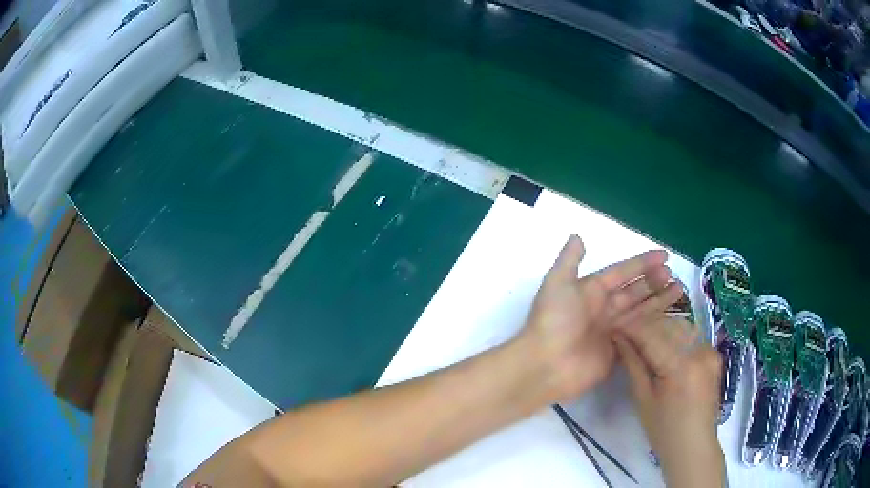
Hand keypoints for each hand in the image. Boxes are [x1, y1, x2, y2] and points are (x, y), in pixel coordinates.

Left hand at [516, 235, 682, 403]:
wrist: (546, 365)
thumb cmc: (553, 321)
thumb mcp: (558, 283)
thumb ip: (569, 260)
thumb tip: (577, 236)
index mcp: (590, 291)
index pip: (622, 272)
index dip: (642, 263)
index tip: (664, 256)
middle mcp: (602, 309)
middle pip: (633, 291)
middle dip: (653, 282)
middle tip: (674, 275)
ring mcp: (611, 332)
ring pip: (640, 311)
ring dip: (658, 301)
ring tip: (679, 290)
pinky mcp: (617, 353)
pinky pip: (639, 336)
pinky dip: (653, 327)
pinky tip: (670, 319)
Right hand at [614, 316, 724, 487]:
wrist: (693, 445)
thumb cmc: (664, 431)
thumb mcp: (644, 400)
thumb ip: (633, 365)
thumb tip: (618, 338)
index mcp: (681, 366)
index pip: (652, 336)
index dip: (631, 328)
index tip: (614, 327)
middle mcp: (699, 351)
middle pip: (668, 325)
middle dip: (645, 326)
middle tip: (625, 333)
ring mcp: (710, 351)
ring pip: (682, 326)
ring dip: (661, 328)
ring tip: (643, 339)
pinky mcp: (714, 355)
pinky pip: (693, 336)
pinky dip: (677, 336)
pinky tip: (664, 346)